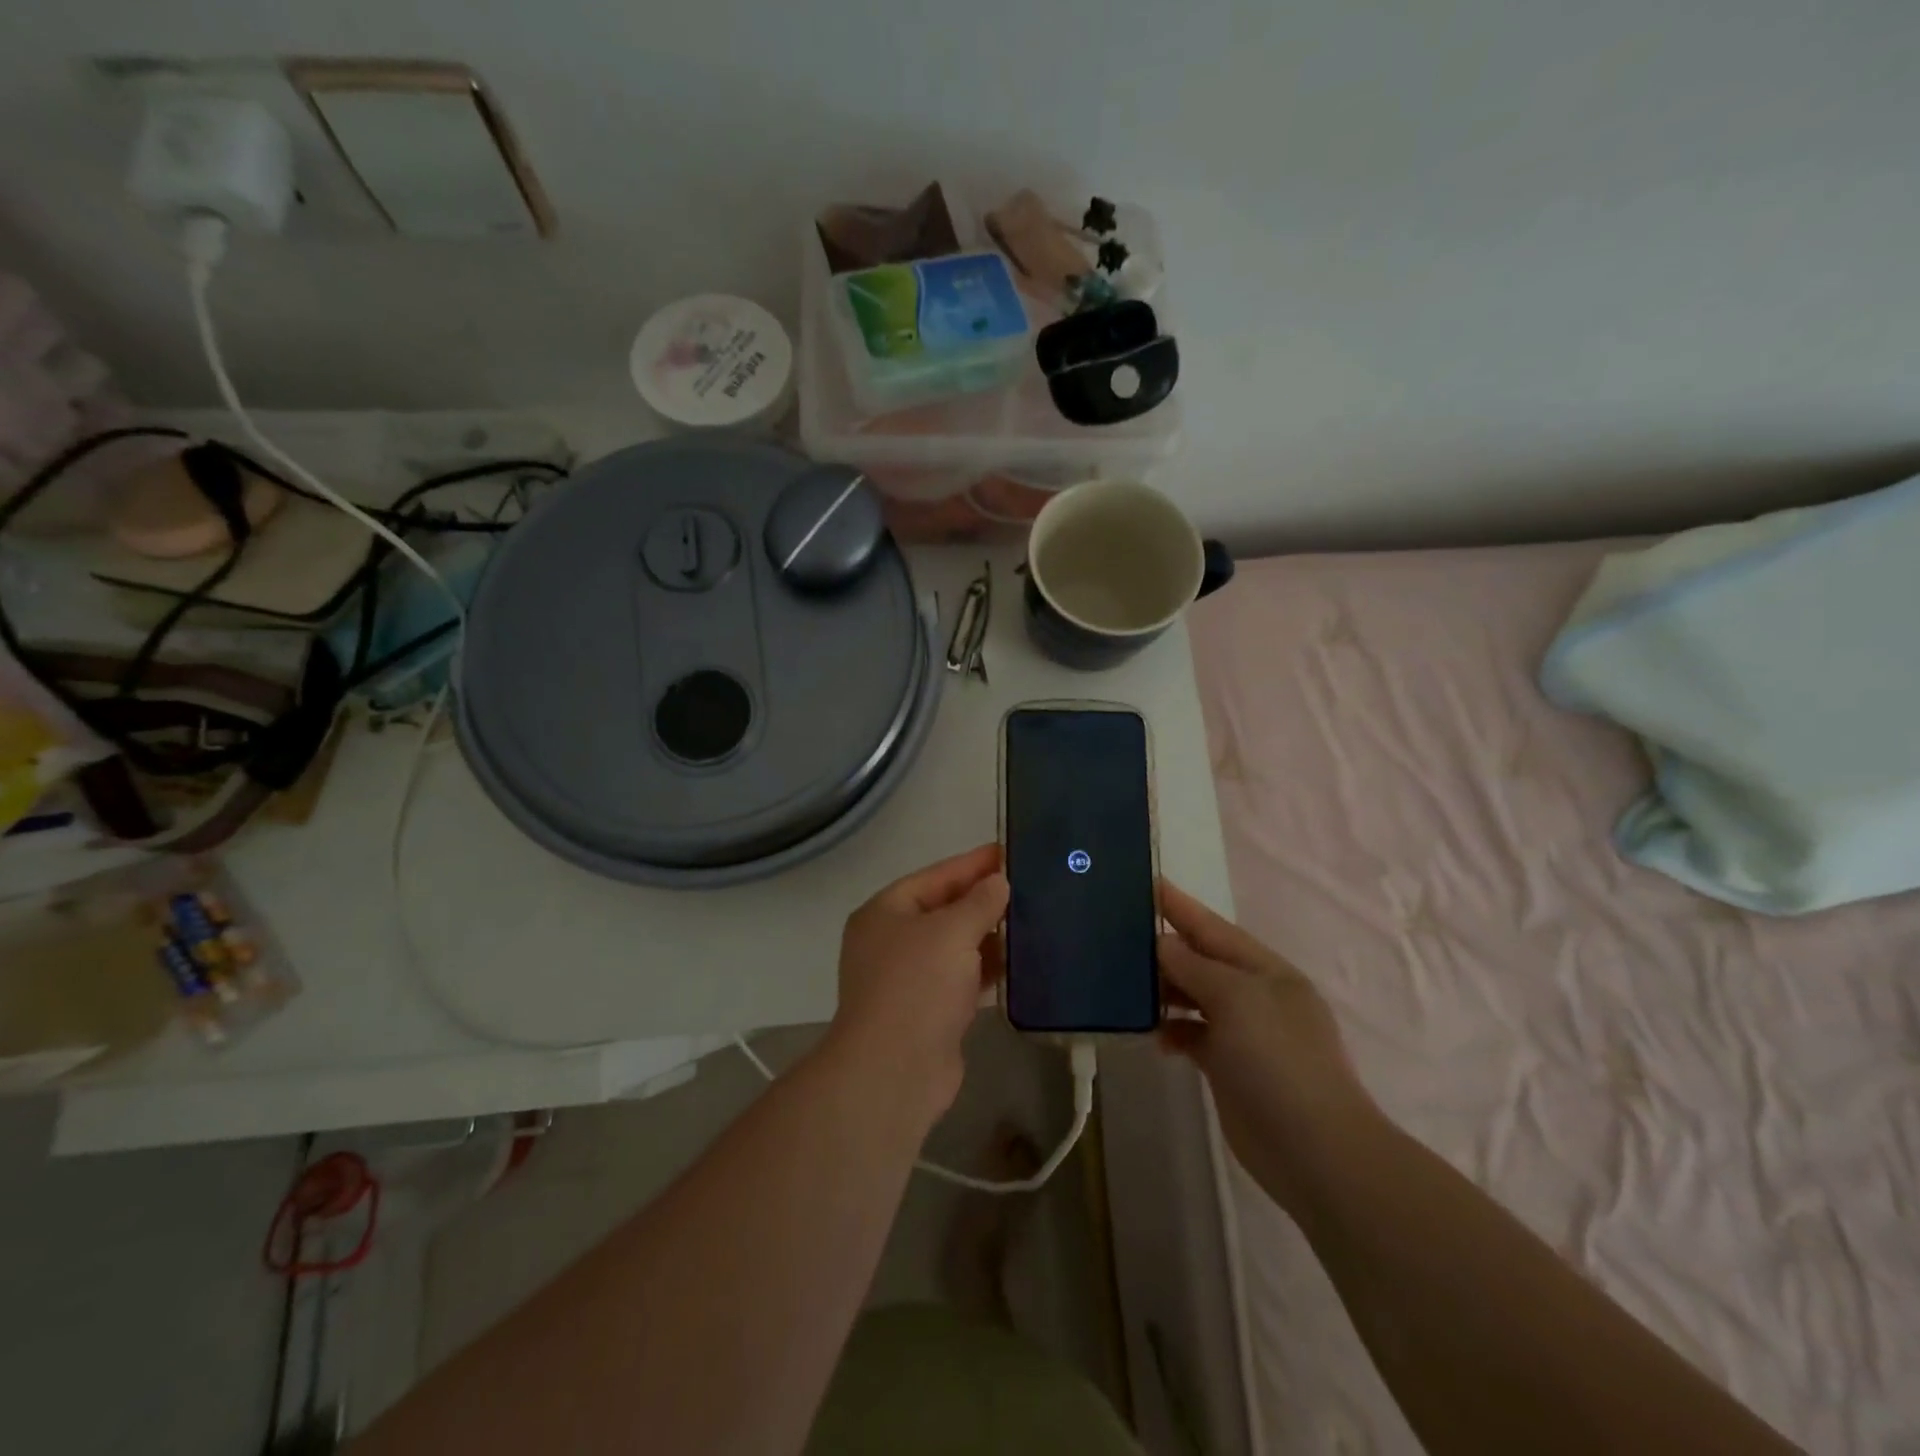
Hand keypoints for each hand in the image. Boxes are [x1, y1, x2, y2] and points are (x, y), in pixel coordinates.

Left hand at [828, 845, 1007, 1123]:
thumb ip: (979, 903)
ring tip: (1032, 919)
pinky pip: (962, 978)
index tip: (1007, 851)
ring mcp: (909, 978)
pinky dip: (986, 969)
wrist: (894, 1070)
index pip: (934, 876)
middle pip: (944, 910)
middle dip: (983, 900)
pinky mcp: (928, 1011)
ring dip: (988, 936)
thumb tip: (998, 883)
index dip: (972, 864)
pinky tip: (1019, 963)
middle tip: (1028, 886)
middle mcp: (892, 941)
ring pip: (955, 946)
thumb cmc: (917, 986)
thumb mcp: (951, 932)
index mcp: (885, 912)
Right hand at [1157, 880, 1377, 1216]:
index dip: (1180, 906)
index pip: (1213, 927)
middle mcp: (1255, 995)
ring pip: (1194, 997)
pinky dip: (1172, 1030)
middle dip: (1166, 947)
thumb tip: (1162, 944)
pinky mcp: (1229, 1066)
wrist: (1315, 1151)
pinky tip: (1153, 1035)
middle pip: (1202, 960)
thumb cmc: (1278, 1061)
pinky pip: (1192, 1034)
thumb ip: (1194, 967)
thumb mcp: (1236, 1000)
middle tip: (1118, 934)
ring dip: (1165, 990)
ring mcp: (1244, 1032)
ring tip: (1126, 985)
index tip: (1146, 882)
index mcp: (1266, 970)